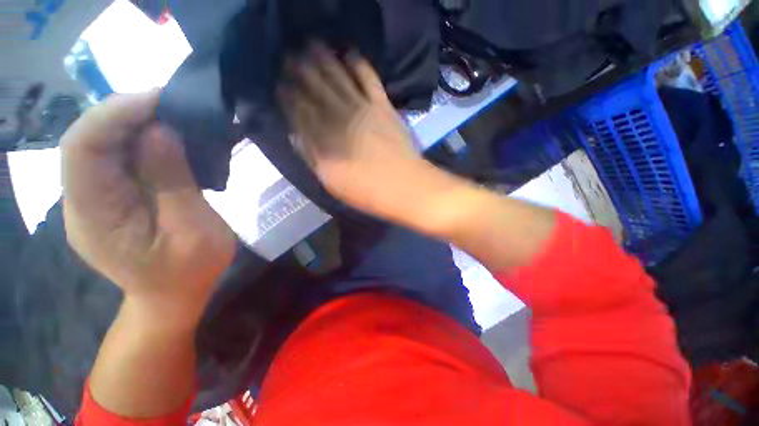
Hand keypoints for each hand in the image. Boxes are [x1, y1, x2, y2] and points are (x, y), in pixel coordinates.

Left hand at [61, 91, 234, 326]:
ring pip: (103, 145)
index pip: (83, 148)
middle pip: (90, 141)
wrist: (176, 294)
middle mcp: (82, 201)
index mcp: (94, 216)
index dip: (115, 114)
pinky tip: (168, 139)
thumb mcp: (193, 231)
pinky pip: (118, 157)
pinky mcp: (112, 197)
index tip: (160, 99)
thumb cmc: (191, 270)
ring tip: (175, 117)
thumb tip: (162, 132)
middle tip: (174, 105)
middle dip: (128, 113)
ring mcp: (95, 199)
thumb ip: (174, 184)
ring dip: (137, 124)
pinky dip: (142, 140)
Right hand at [278, 44, 428, 219]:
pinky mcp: (383, 106)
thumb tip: (295, 134)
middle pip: (316, 89)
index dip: (288, 96)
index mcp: (325, 137)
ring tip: (311, 44)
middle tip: (288, 54)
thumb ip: (311, 157)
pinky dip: (359, 64)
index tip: (279, 84)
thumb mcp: (331, 181)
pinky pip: (369, 79)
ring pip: (338, 78)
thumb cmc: (365, 190)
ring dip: (324, 61)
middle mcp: (339, 116)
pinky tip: (349, 53)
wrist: (402, 185)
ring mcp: (362, 108)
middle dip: (300, 70)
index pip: (300, 110)